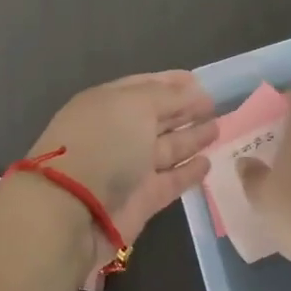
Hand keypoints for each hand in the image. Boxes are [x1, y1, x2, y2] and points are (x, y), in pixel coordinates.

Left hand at [22, 71, 220, 255]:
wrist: (72, 210)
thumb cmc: (103, 144)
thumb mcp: (135, 106)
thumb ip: (167, 96)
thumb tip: (193, 90)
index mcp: (108, 103)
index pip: (143, 87)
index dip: (170, 82)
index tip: (198, 81)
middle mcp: (118, 133)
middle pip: (156, 118)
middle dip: (184, 110)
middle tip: (215, 105)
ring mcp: (128, 169)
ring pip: (166, 149)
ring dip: (191, 138)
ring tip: (218, 128)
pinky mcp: (140, 201)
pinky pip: (170, 182)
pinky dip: (188, 173)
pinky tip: (208, 163)